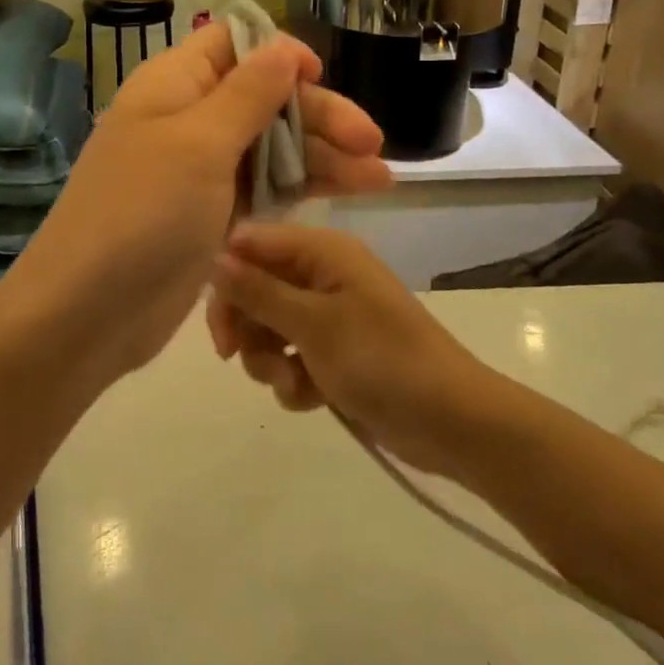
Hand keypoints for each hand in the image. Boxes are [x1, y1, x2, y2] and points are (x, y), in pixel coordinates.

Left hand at [0, 21, 391, 382]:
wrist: (89, 312)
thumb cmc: (143, 213)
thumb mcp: (199, 144)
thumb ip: (248, 93)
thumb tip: (283, 47)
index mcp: (174, 86)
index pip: (232, 44)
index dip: (278, 54)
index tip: (320, 77)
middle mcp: (188, 119)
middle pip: (264, 99)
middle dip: (318, 115)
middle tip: (372, 143)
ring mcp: (200, 171)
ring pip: (272, 146)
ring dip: (323, 156)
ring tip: (381, 178)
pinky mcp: (212, 214)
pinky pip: (265, 187)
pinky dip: (303, 188)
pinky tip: (349, 193)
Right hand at [207, 223, 498, 475]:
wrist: (450, 421)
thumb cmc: (381, 360)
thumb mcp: (313, 324)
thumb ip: (258, 291)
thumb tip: (213, 257)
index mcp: (322, 251)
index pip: (252, 243)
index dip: (227, 276)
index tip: (218, 321)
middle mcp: (323, 274)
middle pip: (255, 287)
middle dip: (246, 326)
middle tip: (235, 356)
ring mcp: (329, 315)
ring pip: (268, 327)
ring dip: (269, 360)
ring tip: (293, 382)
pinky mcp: (334, 352)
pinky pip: (291, 357)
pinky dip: (294, 379)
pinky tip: (315, 398)